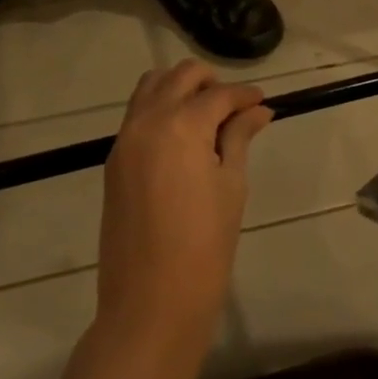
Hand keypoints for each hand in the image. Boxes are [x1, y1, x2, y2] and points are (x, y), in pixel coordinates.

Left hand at [95, 60, 274, 351]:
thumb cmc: (204, 246)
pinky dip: (160, 109)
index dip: (246, 95)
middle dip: (211, 82)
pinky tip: (183, 136)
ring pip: (152, 86)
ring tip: (206, 115)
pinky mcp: (114, 159)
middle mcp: (148, 120)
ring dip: (180, 88)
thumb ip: (239, 138)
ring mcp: (125, 138)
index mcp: (182, 124)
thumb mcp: (231, 186)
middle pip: (181, 76)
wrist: (150, 302)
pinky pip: (137, 114)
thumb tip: (258, 111)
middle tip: (234, 107)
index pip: (220, 94)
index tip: (263, 102)